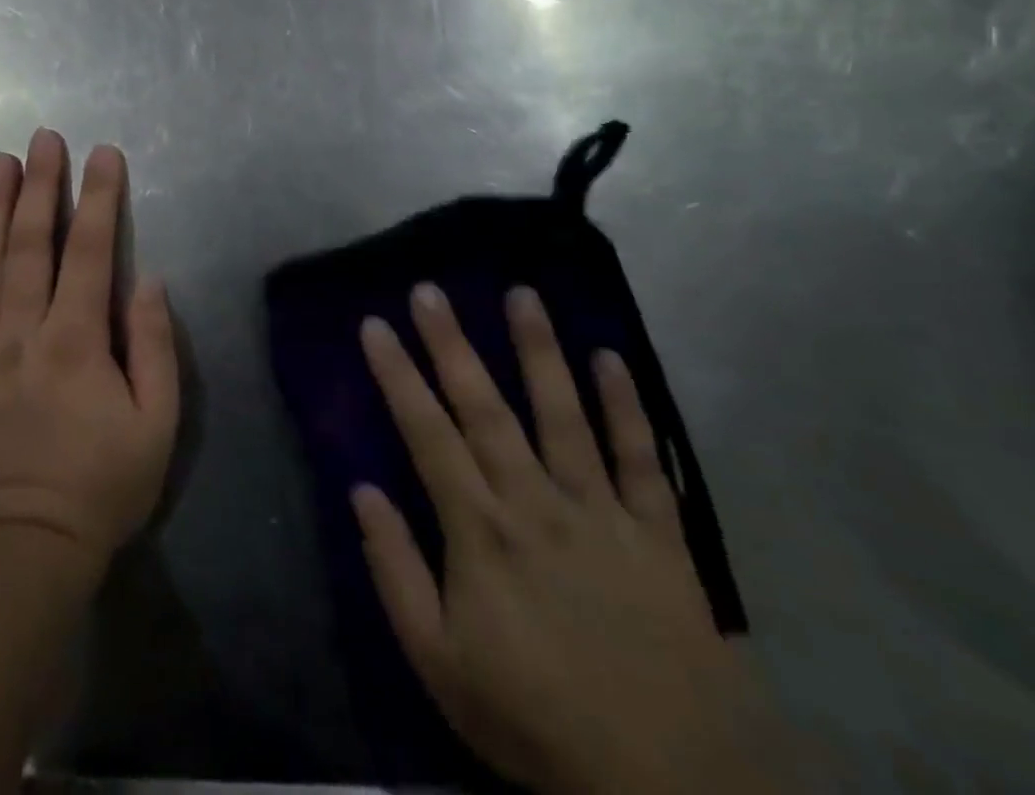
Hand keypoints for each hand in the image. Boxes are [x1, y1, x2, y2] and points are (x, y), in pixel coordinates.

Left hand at [0, 129, 178, 582]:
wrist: (20, 556)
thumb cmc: (100, 489)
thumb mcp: (156, 426)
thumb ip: (154, 347)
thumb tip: (147, 280)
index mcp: (76, 341)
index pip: (92, 251)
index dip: (99, 198)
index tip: (103, 154)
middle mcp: (21, 333)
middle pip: (31, 244)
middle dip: (40, 185)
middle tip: (42, 138)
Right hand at [357, 285, 794, 794]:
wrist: (670, 789)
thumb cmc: (536, 720)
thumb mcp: (440, 664)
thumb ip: (397, 571)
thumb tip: (364, 491)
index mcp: (480, 530)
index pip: (426, 433)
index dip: (397, 375)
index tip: (375, 325)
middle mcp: (536, 502)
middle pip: (486, 408)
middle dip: (453, 344)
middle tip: (430, 289)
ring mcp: (602, 513)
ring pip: (564, 415)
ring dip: (540, 351)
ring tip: (521, 295)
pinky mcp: (659, 536)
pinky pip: (642, 460)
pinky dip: (628, 407)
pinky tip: (612, 358)